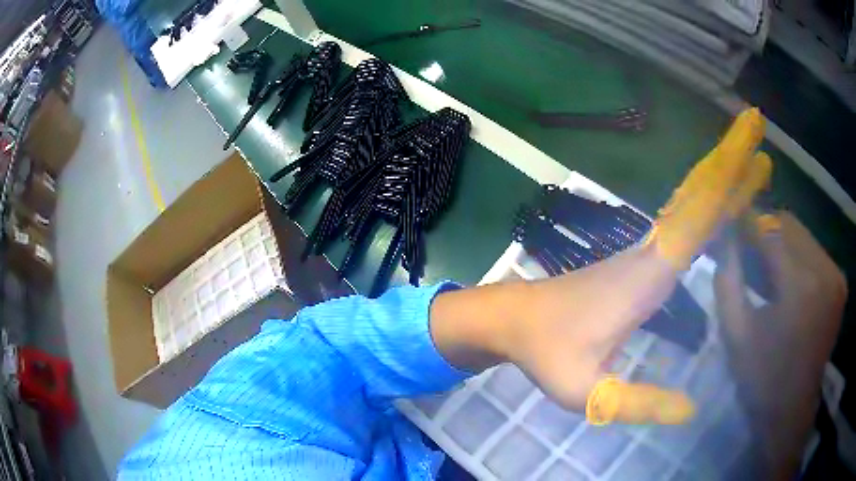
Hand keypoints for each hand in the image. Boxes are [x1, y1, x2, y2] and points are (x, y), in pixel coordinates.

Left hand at [432, 108, 771, 425]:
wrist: (513, 319)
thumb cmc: (546, 353)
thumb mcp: (586, 391)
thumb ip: (636, 403)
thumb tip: (691, 409)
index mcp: (648, 274)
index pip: (700, 217)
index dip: (730, 182)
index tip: (756, 151)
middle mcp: (651, 252)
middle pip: (701, 197)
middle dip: (732, 162)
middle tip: (757, 129)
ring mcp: (643, 252)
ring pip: (692, 205)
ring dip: (723, 179)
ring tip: (753, 164)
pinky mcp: (638, 260)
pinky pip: (682, 223)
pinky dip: (706, 205)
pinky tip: (720, 206)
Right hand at [713, 212, 846, 477]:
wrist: (791, 410)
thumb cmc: (762, 379)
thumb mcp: (735, 334)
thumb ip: (727, 280)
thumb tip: (723, 237)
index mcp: (800, 287)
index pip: (770, 230)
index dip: (746, 222)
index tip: (728, 221)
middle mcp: (824, 271)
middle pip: (789, 224)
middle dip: (764, 228)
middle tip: (745, 246)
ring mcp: (836, 276)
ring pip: (803, 234)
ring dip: (781, 241)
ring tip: (765, 264)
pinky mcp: (840, 282)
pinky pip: (816, 251)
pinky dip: (798, 255)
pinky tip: (788, 278)